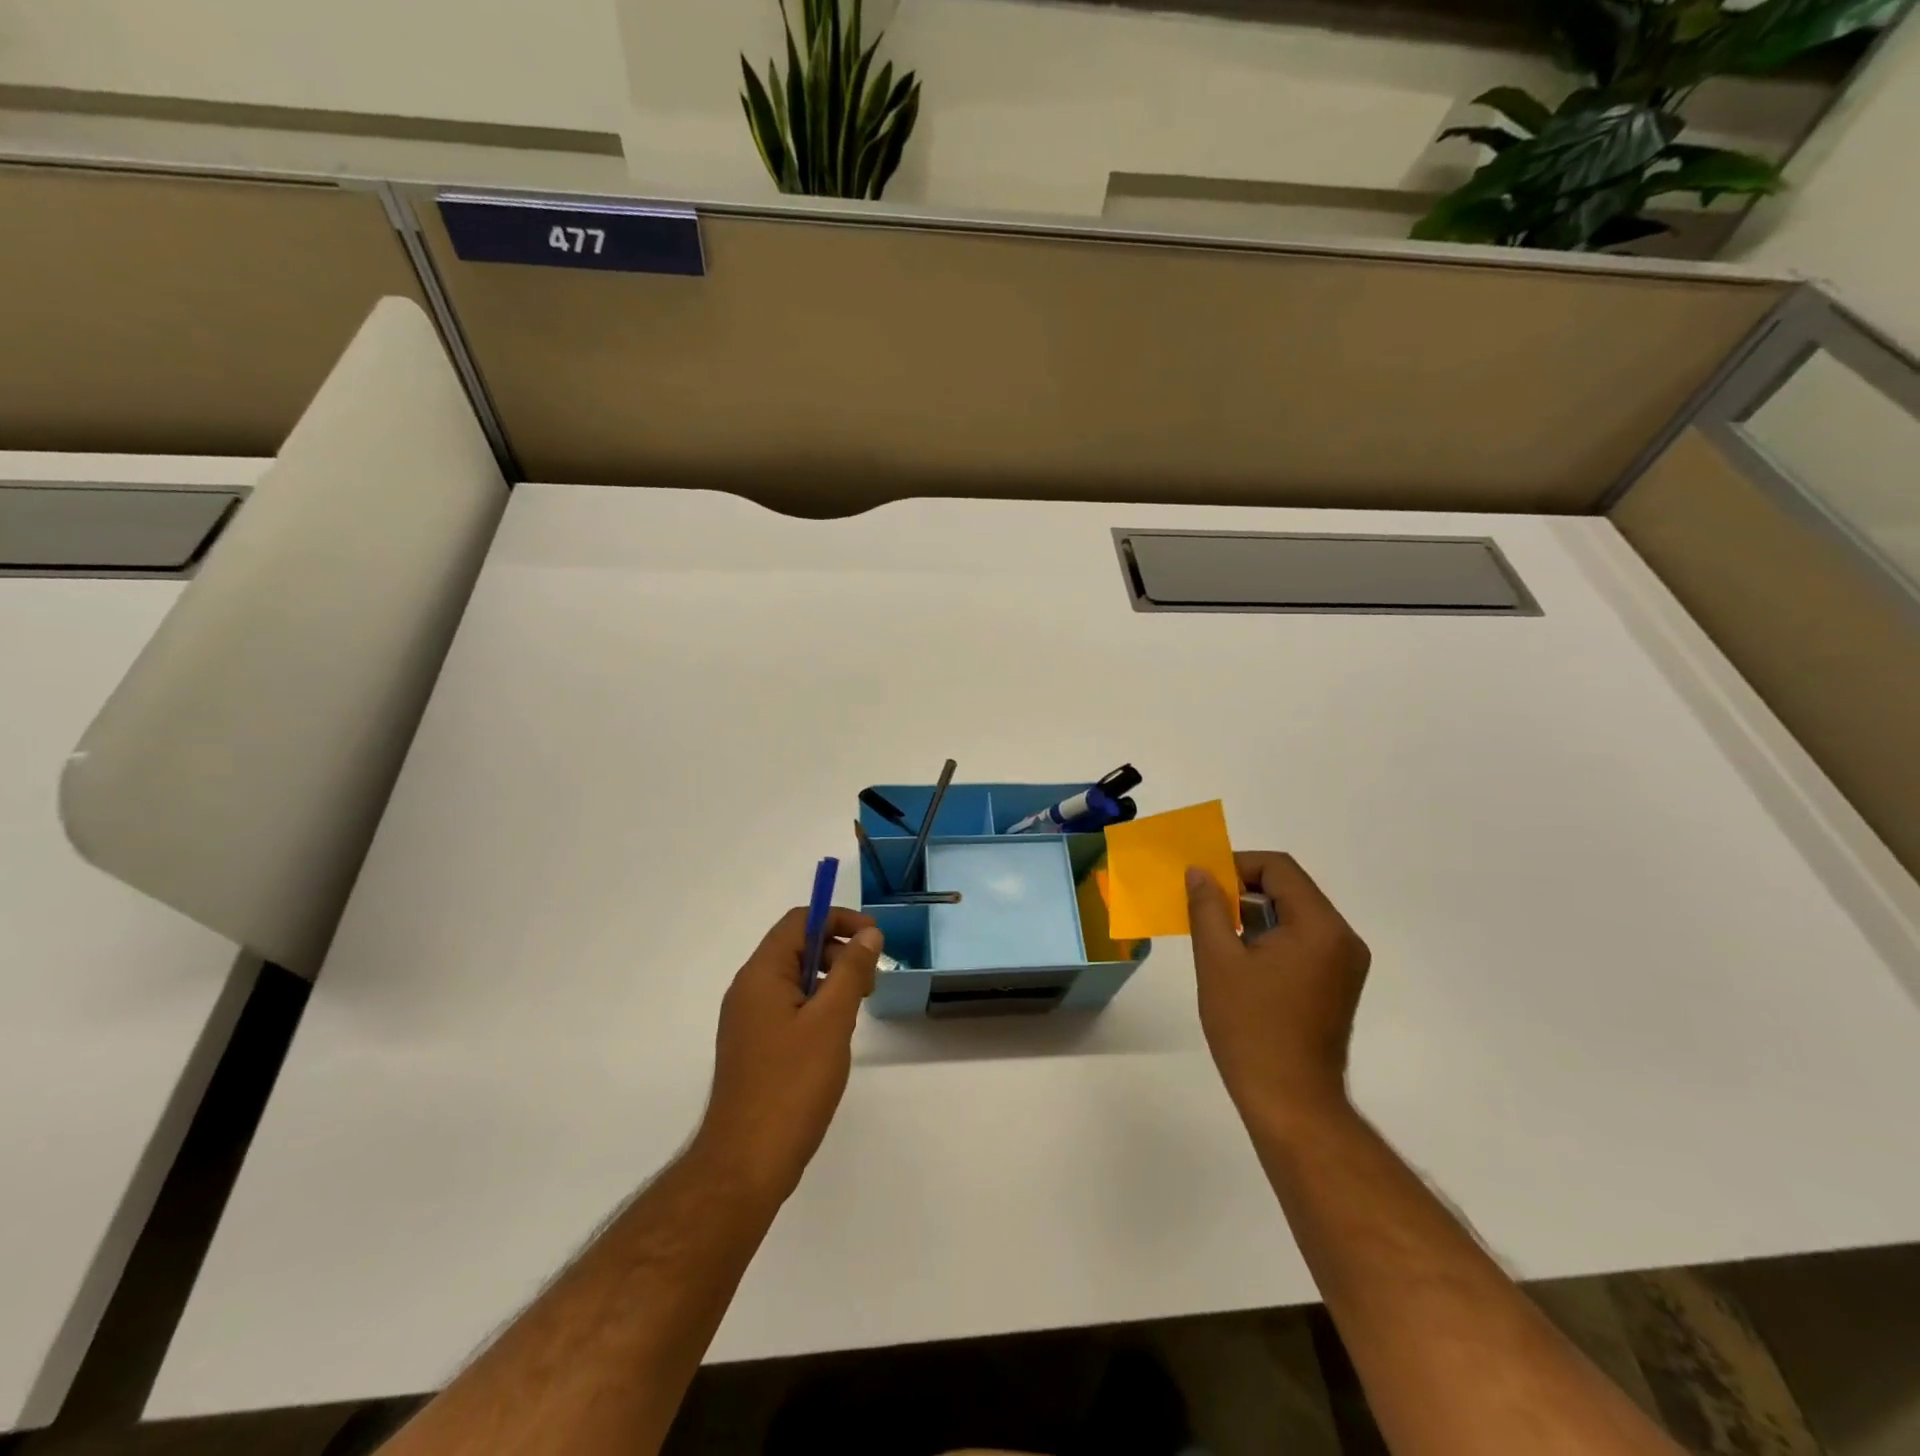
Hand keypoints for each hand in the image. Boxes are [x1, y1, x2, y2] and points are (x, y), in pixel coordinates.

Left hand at [693, 906, 882, 1204]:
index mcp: (760, 975)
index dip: (838, 920)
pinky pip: (787, 1008)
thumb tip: (868, 934)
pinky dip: (815, 1008)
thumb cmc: (792, 1085)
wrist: (746, 1163)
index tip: (873, 940)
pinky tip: (833, 1039)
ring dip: (829, 982)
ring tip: (854, 1013)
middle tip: (869, 984)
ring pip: (793, 980)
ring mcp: (747, 1021)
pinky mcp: (752, 1047)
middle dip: (837, 953)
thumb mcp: (832, 1021)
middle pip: (795, 947)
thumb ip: (851, 971)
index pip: (798, 921)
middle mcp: (747, 990)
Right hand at [1186, 853, 1370, 1134]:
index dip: (1237, 866)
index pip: (1279, 868)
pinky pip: (1302, 941)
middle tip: (1204, 906)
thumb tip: (1199, 872)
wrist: (1291, 1102)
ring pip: (1295, 915)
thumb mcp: (1217, 960)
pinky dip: (1270, 938)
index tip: (1203, 883)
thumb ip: (1207, 907)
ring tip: (1215, 933)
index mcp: (1320, 926)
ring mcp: (1344, 964)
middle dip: (1243, 890)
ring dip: (1254, 915)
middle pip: (1290, 889)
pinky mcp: (1337, 984)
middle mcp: (1342, 938)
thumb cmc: (1250, 1027)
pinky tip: (1239, 958)